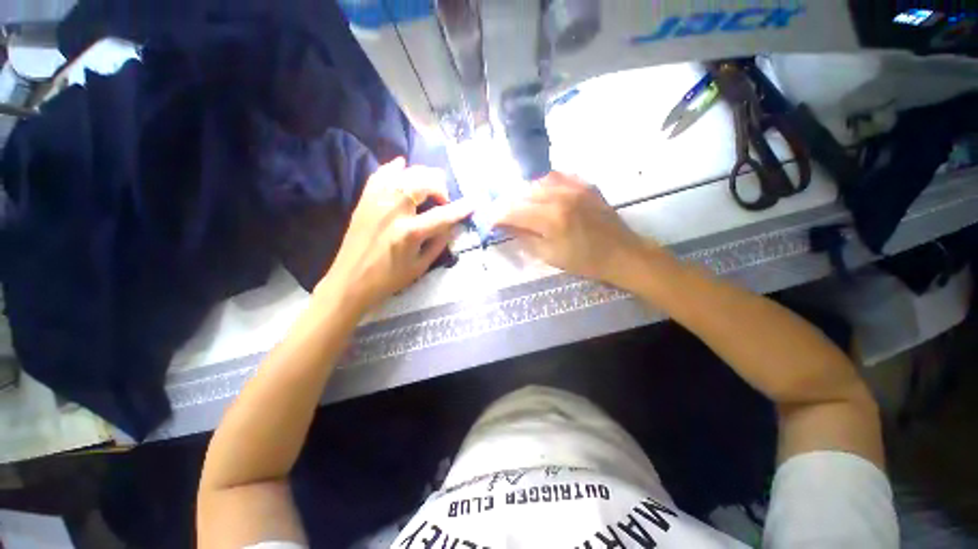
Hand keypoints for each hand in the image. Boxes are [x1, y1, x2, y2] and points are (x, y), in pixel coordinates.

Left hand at [319, 158, 473, 310]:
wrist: (350, 281)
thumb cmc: (389, 279)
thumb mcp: (421, 266)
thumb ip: (439, 242)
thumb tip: (453, 225)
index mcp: (410, 232)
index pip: (443, 215)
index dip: (461, 208)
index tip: (474, 202)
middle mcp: (393, 211)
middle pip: (423, 183)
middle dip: (440, 187)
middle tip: (444, 199)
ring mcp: (376, 201)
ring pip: (404, 173)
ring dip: (422, 175)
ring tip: (429, 185)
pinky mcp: (365, 200)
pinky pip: (380, 174)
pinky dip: (394, 167)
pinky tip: (403, 165)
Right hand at [492, 172, 661, 289]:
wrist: (621, 253)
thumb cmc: (584, 261)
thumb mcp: (549, 255)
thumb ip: (523, 237)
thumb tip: (503, 226)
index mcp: (551, 218)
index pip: (512, 210)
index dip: (497, 215)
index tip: (490, 222)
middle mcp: (560, 195)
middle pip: (522, 193)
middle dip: (508, 204)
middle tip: (502, 215)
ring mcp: (575, 186)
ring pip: (537, 182)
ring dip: (524, 194)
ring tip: (521, 207)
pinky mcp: (584, 183)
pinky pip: (556, 176)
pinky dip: (543, 185)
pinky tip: (541, 195)